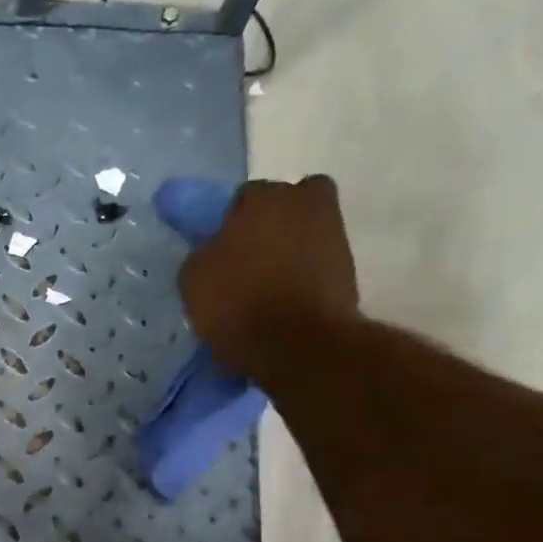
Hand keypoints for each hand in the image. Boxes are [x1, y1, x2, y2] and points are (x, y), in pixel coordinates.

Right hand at [175, 176, 359, 371]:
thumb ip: (203, 254)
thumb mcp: (194, 280)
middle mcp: (304, 202)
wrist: (297, 344)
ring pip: (303, 233)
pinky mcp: (349, 267)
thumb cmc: (238, 303)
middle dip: (268, 225)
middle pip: (282, 206)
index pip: (240, 199)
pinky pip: (316, 263)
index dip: (227, 223)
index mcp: (261, 197)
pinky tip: (283, 301)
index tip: (219, 247)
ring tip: (264, 286)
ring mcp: (333, 233)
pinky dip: (303, 276)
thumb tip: (213, 251)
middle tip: (247, 258)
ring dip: (288, 250)